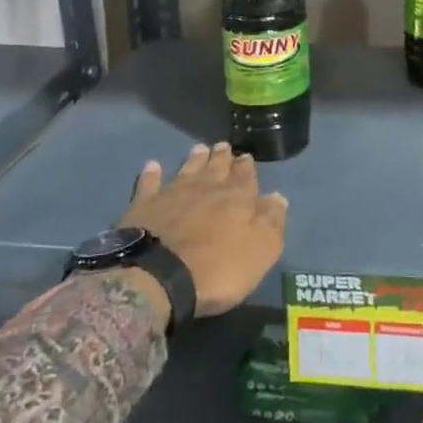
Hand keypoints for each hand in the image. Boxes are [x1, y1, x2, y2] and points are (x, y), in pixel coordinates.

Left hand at [119, 143, 288, 316]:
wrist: (159, 276)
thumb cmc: (218, 268)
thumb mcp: (261, 250)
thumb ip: (271, 221)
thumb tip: (278, 197)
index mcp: (237, 198)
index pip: (245, 176)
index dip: (246, 167)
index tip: (247, 157)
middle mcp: (206, 188)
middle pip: (216, 167)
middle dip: (222, 157)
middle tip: (223, 146)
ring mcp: (172, 193)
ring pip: (187, 169)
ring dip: (194, 159)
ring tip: (199, 148)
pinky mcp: (144, 205)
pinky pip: (149, 183)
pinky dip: (152, 173)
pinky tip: (152, 165)